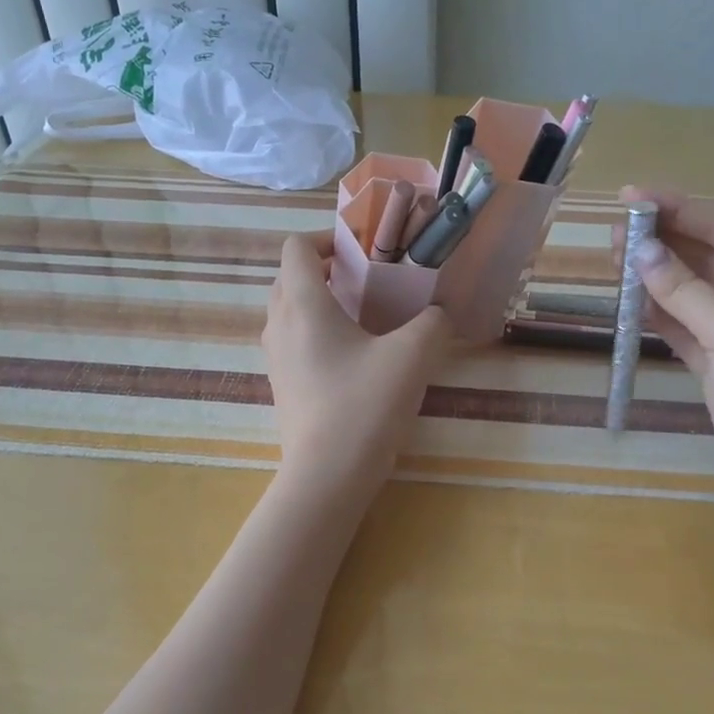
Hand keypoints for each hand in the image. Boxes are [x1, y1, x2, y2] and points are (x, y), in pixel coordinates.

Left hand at [262, 232, 452, 499]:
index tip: (362, 251)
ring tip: (363, 317)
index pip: (296, 248)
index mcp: (304, 304)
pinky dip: (316, 332)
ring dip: (321, 302)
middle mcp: (279, 324)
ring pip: (290, 310)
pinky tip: (353, 357)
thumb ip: (432, 323)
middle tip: (367, 280)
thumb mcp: (412, 356)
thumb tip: (439, 313)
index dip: (326, 239)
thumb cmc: (364, 405)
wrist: (327, 475)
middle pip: (291, 277)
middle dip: (326, 270)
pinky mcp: (282, 385)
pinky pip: (293, 341)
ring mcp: (275, 358)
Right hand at [615, 187, 713, 518]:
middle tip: (615, 228)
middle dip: (663, 242)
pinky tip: (629, 299)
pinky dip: (656, 314)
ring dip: (654, 277)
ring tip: (613, 258)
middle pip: (705, 258)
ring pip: (689, 293)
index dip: (679, 210)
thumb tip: (639, 252)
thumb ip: (684, 291)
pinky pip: (682, 328)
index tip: (633, 197)